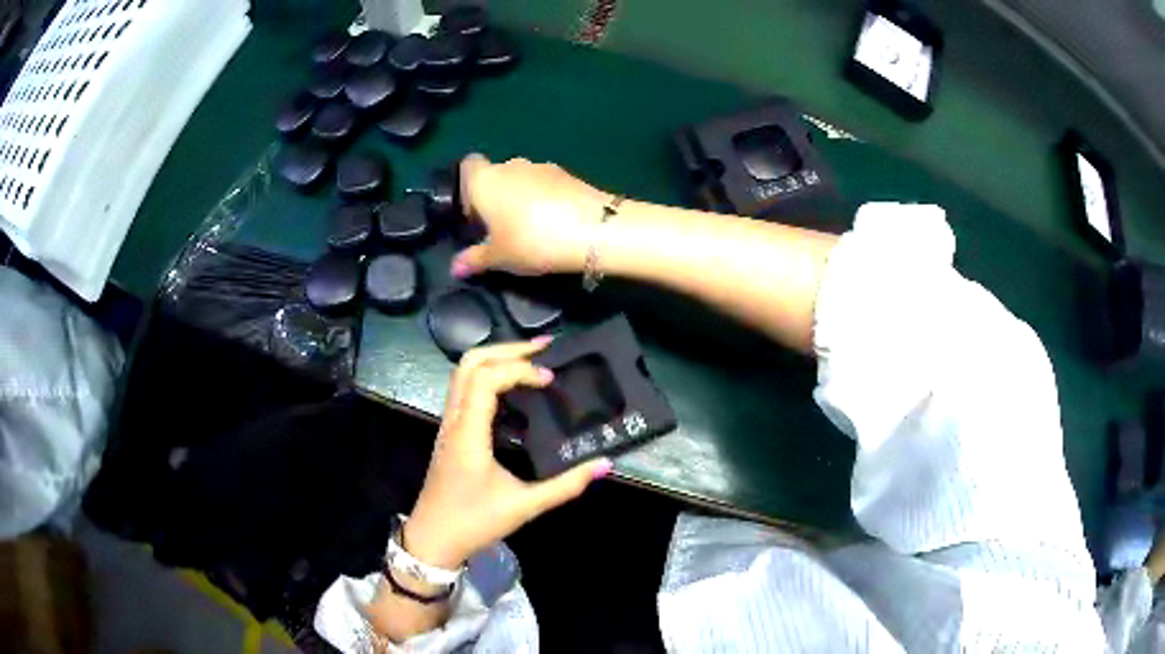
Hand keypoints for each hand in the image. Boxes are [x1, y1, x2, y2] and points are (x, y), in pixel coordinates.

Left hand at [404, 339, 612, 568]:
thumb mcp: (524, 506)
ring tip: (532, 359)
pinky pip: (465, 389)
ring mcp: (449, 424)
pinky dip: (489, 377)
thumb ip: (565, 486)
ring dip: (496, 359)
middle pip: (470, 363)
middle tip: (543, 348)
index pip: (487, 379)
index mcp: (469, 432)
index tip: (551, 380)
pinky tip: (514, 389)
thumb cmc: (474, 522)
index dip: (520, 370)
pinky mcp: (451, 432)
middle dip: (507, 349)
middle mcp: (455, 420)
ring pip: (463, 373)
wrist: (432, 539)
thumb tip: (604, 465)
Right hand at [452, 154, 613, 277]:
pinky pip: (546, 185)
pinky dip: (545, 199)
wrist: (593, 230)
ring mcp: (542, 167)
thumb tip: (455, 268)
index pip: (467, 166)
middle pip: (496, 175)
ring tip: (530, 228)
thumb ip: (474, 260)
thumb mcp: (499, 258)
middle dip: (496, 196)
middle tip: (500, 228)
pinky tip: (554, 223)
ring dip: (522, 198)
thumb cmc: (532, 241)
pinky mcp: (568, 174)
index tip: (473, 213)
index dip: (467, 187)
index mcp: (485, 180)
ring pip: (522, 179)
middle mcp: (510, 166)